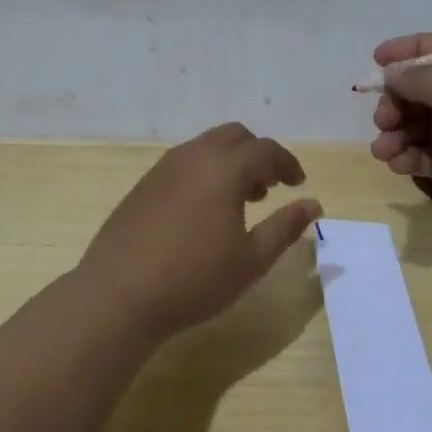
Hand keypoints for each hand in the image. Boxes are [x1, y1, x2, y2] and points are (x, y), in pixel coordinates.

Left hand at [81, 123, 322, 336]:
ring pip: (205, 147)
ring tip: (239, 201)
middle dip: (257, 155)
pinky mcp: (143, 186)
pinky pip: (183, 164)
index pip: (266, 150)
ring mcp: (163, 169)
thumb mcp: (252, 260)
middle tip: (269, 188)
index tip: (298, 183)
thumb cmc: (195, 280)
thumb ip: (286, 227)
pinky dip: (204, 173)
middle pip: (234, 137)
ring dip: (229, 163)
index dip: (287, 164)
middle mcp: (193, 157)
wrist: (118, 295)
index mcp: (225, 169)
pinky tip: (202, 212)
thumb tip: (313, 204)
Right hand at [368, 32, 431, 257]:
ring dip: (399, 133)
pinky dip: (411, 158)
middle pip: (431, 90)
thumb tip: (393, 71)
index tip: (376, 60)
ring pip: (427, 126)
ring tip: (383, 149)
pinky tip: (397, 164)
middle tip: (383, 119)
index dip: (410, 51)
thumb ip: (423, 79)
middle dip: (401, 101)